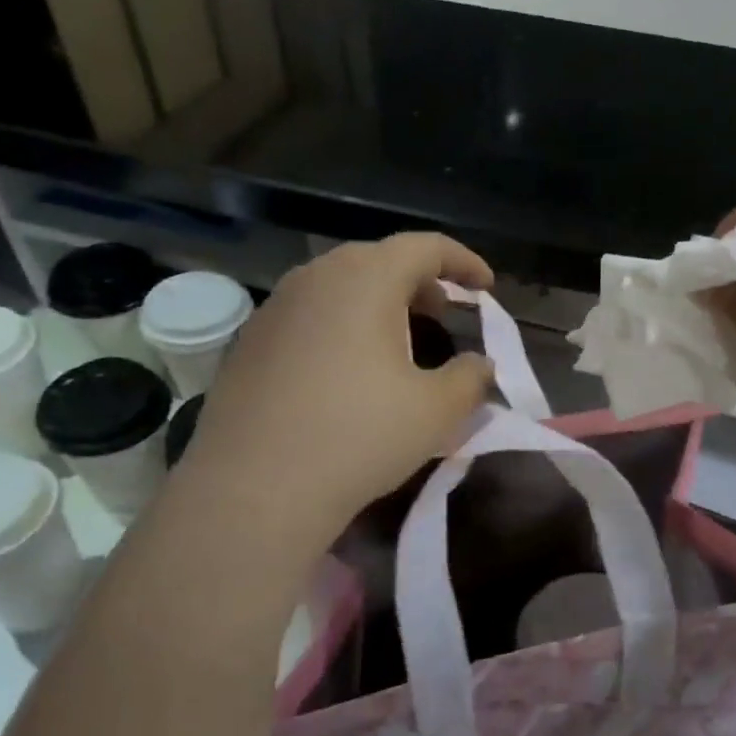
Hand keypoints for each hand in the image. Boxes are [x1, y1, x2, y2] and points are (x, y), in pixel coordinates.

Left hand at [187, 233, 495, 530]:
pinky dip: (341, 327)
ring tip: (398, 341)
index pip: (424, 247)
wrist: (255, 488)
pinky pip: (308, 317)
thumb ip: (471, 378)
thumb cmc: (359, 437)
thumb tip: (479, 365)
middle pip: (378, 261)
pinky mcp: (249, 343)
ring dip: (378, 304)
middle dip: (420, 282)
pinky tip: (347, 372)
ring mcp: (274, 309)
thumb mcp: (436, 411)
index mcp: (366, 279)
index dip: (463, 261)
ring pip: (339, 288)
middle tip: (444, 313)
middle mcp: (315, 278)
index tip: (486, 287)